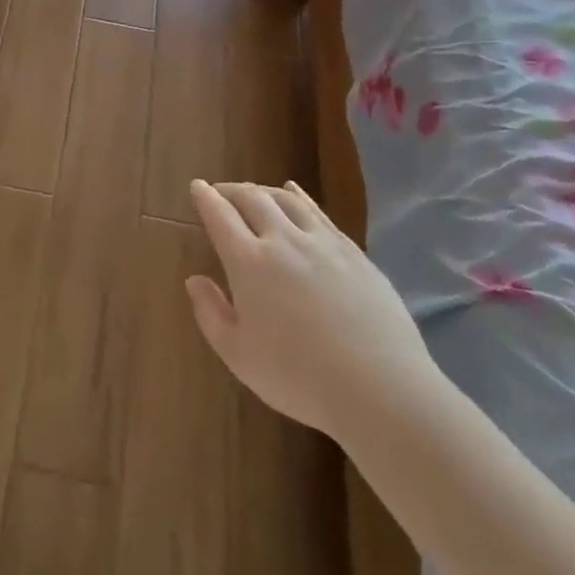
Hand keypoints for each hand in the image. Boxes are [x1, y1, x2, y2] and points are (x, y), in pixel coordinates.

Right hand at [184, 179, 442, 447]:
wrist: (380, 388)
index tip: (197, 186)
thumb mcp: (238, 356)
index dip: (205, 197)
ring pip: (286, 200)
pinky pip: (318, 212)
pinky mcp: (353, 252)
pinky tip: (295, 193)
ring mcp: (322, 242)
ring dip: (264, 190)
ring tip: (254, 193)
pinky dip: (300, 196)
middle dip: (231, 190)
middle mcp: (283, 240)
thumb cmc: (299, 378)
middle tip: (221, 191)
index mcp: (249, 262)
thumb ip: (210, 314)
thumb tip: (194, 280)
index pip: (220, 216)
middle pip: (253, 198)